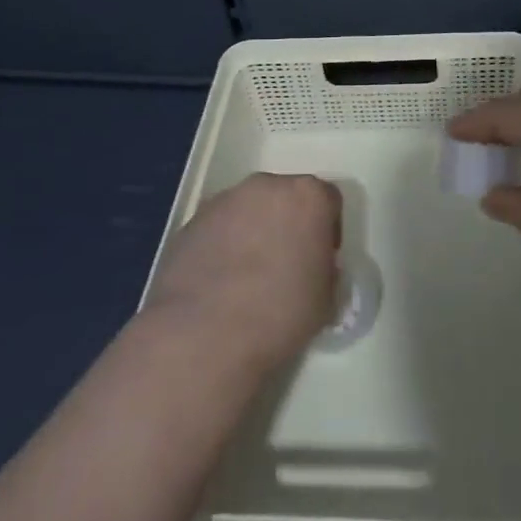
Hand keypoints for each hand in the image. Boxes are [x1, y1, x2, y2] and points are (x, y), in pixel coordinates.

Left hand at [141, 173, 341, 372]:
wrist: (203, 333)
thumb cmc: (280, 313)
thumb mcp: (326, 299)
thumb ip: (324, 271)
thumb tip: (311, 268)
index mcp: (308, 196)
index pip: (329, 200)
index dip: (328, 230)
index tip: (320, 260)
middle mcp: (266, 187)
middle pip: (286, 198)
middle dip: (288, 224)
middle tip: (286, 264)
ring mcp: (224, 200)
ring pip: (249, 210)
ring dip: (254, 232)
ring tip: (248, 277)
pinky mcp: (191, 221)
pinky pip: (219, 227)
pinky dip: (224, 245)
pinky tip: (220, 282)